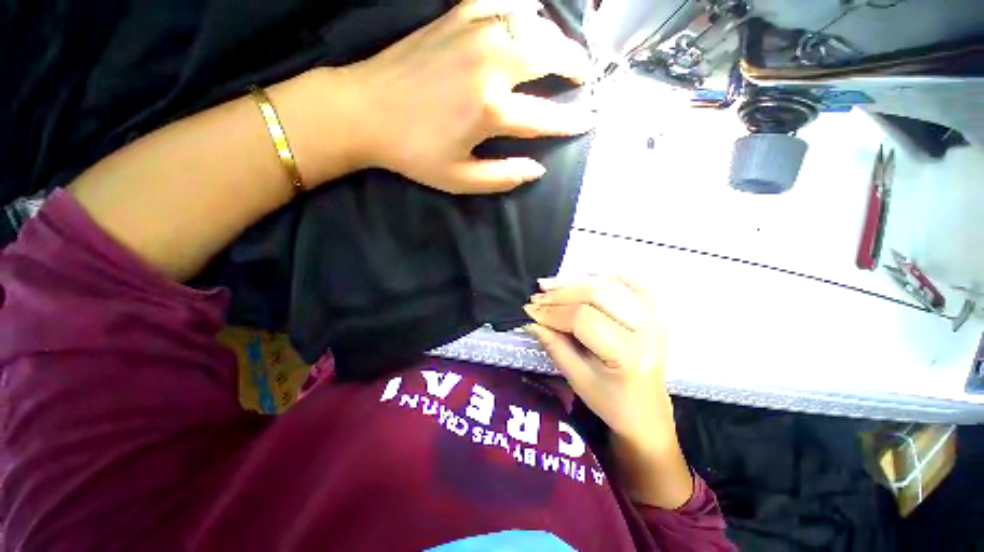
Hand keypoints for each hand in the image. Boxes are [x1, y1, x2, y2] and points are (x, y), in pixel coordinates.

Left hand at [342, 0, 593, 193]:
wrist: (364, 112)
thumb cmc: (413, 152)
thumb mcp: (459, 179)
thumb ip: (502, 177)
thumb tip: (537, 169)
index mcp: (490, 110)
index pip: (546, 116)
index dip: (571, 121)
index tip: (588, 120)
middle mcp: (489, 63)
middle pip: (549, 55)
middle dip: (575, 66)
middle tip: (585, 77)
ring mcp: (472, 32)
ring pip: (532, 21)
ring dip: (555, 36)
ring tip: (563, 51)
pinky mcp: (454, 16)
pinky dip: (520, 3)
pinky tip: (526, 14)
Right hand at [523, 276, 670, 439]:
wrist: (647, 413)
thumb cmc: (611, 402)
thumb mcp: (577, 378)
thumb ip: (554, 345)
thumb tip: (532, 320)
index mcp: (628, 354)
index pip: (583, 319)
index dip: (552, 312)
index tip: (529, 310)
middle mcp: (647, 330)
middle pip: (597, 295)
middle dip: (561, 294)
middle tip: (537, 296)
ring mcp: (655, 318)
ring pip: (611, 285)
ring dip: (577, 282)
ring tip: (551, 284)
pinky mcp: (655, 313)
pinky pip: (632, 284)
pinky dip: (606, 277)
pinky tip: (586, 277)